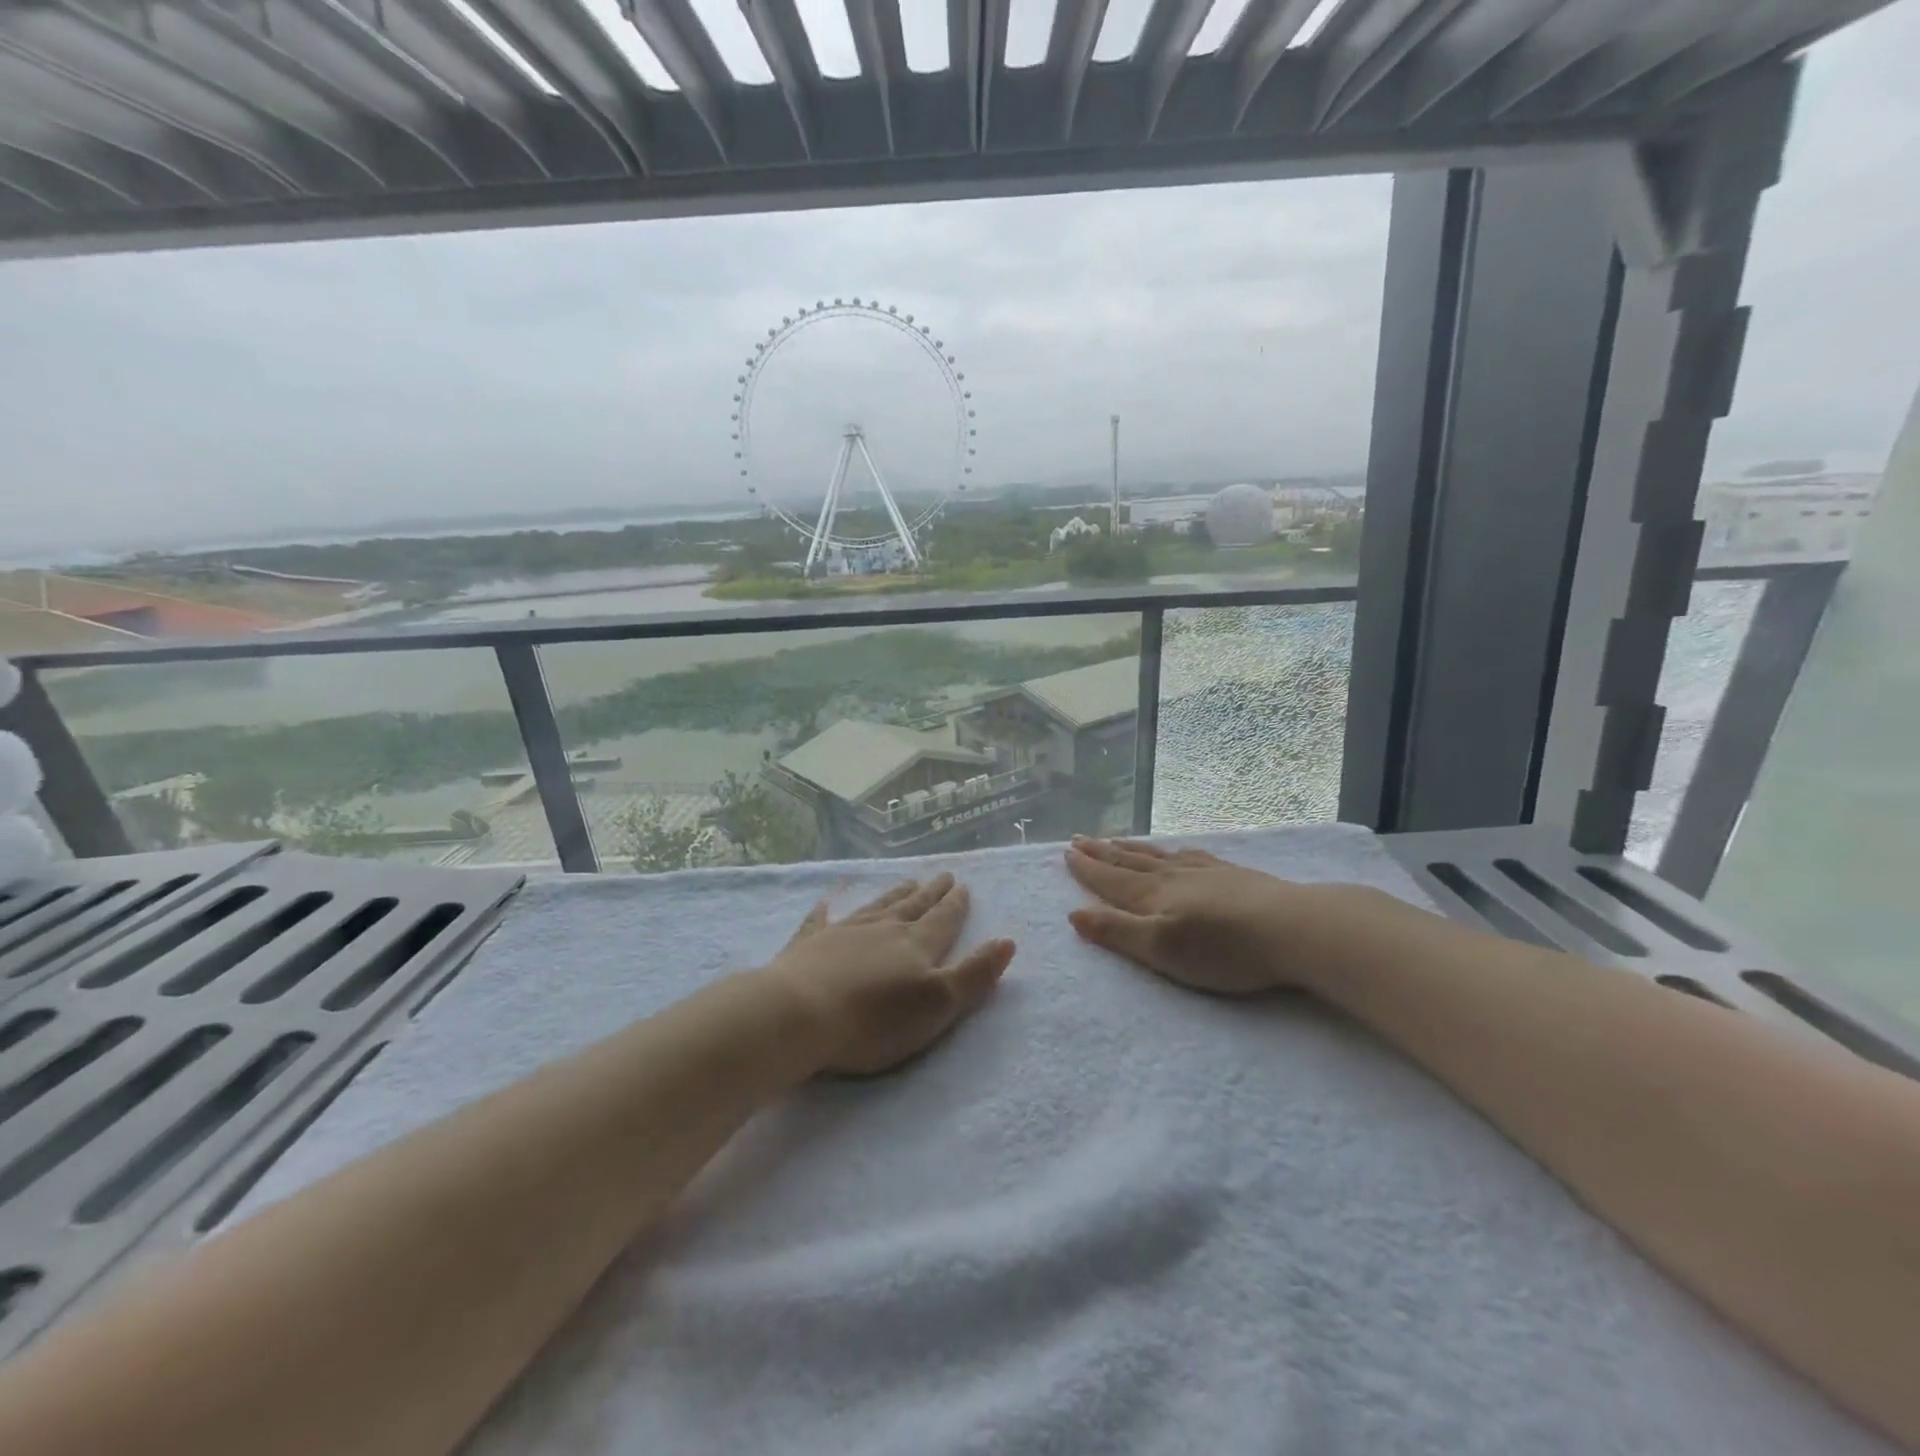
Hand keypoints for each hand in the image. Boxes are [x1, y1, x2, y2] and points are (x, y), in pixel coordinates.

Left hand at [759, 873, 1015, 1075]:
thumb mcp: (938, 1004)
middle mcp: (883, 929)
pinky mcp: (809, 944)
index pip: (943, 919)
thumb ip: (974, 974)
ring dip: (895, 894)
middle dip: (931, 893)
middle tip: (943, 876)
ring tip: (908, 882)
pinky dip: (827, 909)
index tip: (963, 885)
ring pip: (877, 906)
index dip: (955, 904)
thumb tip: (1007, 941)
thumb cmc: (874, 1020)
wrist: (799, 1014)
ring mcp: (844, 932)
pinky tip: (827, 900)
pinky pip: (821, 919)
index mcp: (917, 945)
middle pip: (913, 906)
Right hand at [1065, 836, 1359, 995]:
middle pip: (1130, 861)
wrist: (1294, 928)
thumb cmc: (1223, 948)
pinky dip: (1172, 851)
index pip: (1110, 879)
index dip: (1087, 868)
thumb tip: (1074, 913)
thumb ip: (1117, 932)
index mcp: (1153, 895)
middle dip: (1102, 852)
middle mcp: (1174, 876)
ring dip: (1132, 848)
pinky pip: (1190, 855)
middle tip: (1079, 839)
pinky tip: (1177, 851)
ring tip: (1115, 840)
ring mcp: (1205, 871)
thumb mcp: (1161, 949)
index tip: (1066, 852)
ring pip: (1158, 855)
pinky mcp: (1233, 874)